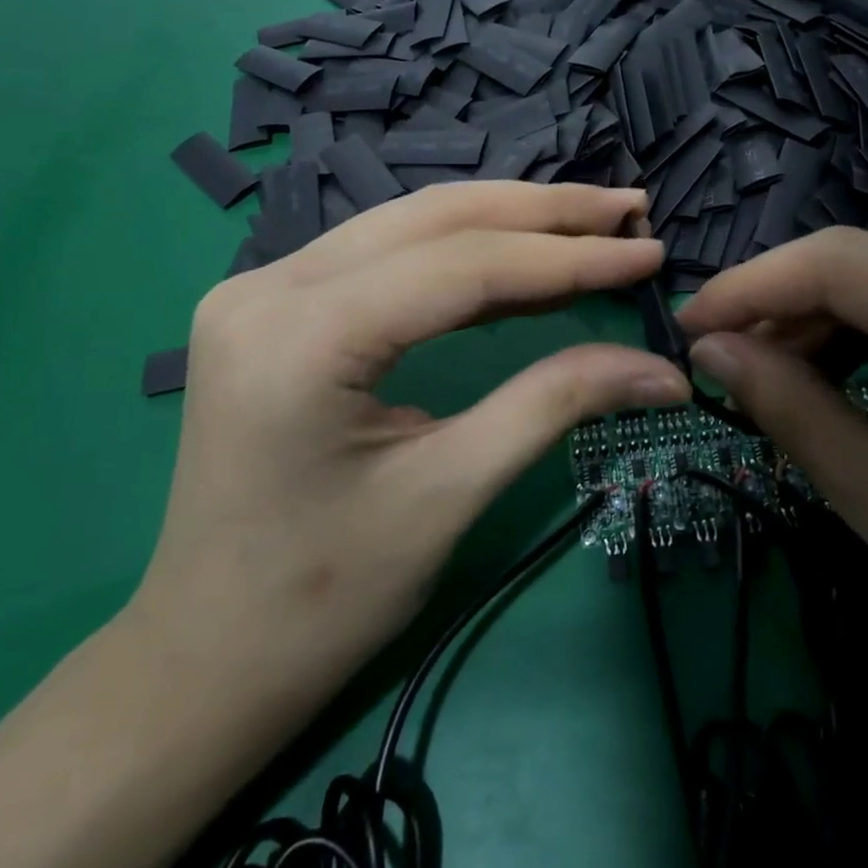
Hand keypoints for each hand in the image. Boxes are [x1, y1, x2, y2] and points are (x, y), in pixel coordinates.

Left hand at [127, 182, 689, 742]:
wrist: (203, 659)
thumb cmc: (323, 598)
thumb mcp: (450, 493)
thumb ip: (556, 404)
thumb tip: (664, 371)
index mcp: (302, 336)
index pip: (462, 265)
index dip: (568, 256)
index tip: (647, 252)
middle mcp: (270, 285)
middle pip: (434, 220)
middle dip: (543, 212)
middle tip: (628, 208)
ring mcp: (263, 288)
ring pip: (410, 223)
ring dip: (507, 218)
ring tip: (590, 219)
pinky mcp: (274, 304)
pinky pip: (385, 254)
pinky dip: (462, 249)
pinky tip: (520, 254)